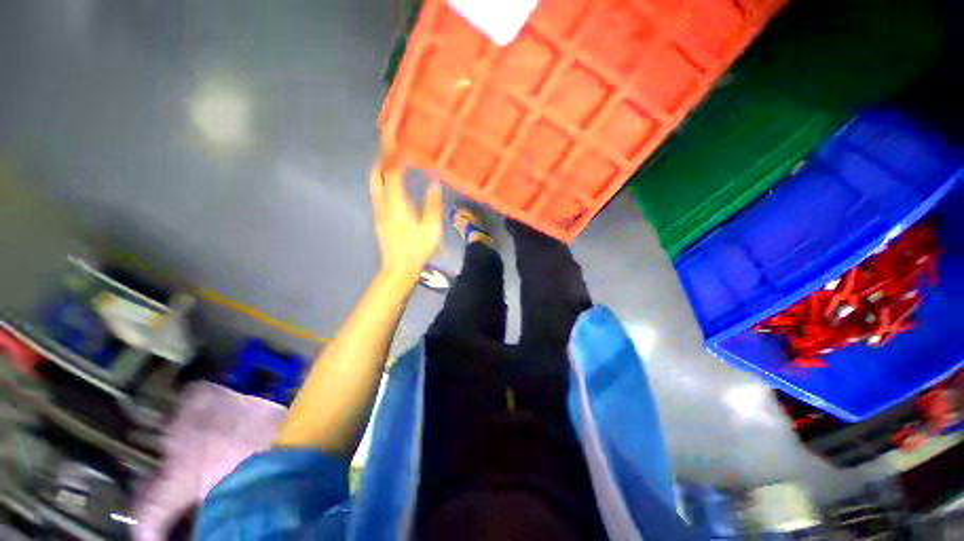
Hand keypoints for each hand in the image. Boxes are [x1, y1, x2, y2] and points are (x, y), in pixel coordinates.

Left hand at [369, 145, 442, 280]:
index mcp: (398, 203)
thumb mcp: (432, 228)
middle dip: (382, 156)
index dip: (393, 155)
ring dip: (380, 167)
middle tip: (389, 143)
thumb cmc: (417, 249)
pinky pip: (377, 191)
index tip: (396, 139)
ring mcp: (379, 210)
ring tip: (388, 157)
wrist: (399, 267)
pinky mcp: (379, 217)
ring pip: (374, 182)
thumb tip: (434, 183)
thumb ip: (432, 204)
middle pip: (377, 174)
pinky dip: (381, 179)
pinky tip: (389, 180)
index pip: (392, 172)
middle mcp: (384, 203)